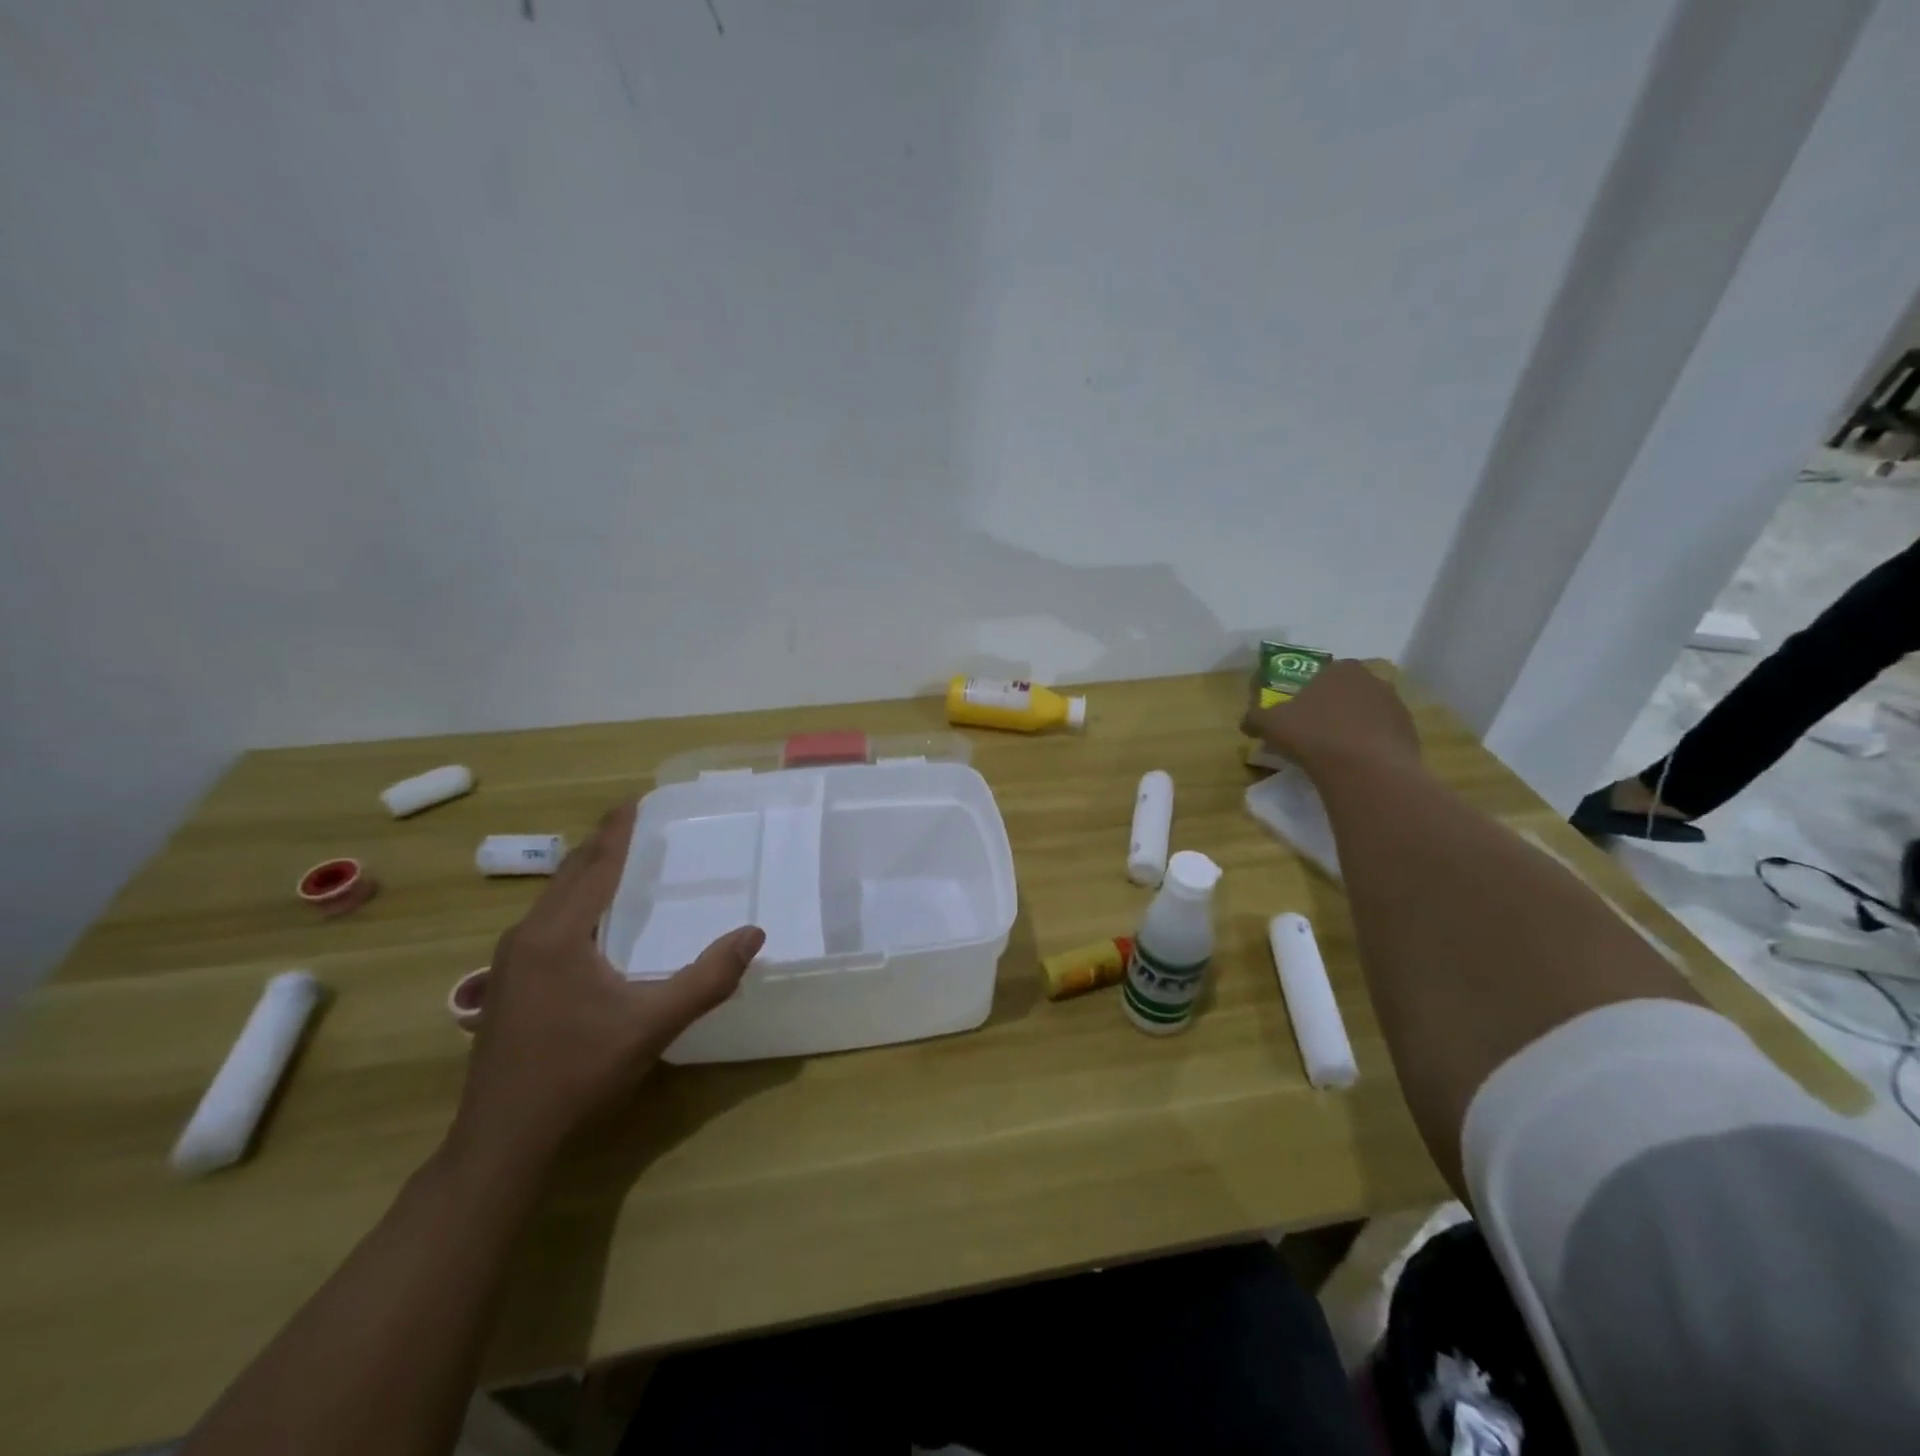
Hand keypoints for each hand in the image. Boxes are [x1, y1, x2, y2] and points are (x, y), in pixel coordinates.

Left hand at [447, 801, 764, 1168]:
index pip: (595, 867)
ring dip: (585, 875)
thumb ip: (707, 978)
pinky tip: (590, 921)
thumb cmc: (578, 1074)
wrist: (503, 1141)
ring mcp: (509, 963)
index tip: (634, 801)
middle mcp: (527, 937)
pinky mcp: (508, 985)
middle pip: (569, 876)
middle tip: (633, 824)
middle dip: (601, 846)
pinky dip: (573, 903)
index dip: (617, 832)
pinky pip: (545, 923)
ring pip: (552, 900)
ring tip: (617, 862)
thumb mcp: (652, 1025)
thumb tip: (753, 934)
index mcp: (558, 935)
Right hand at [1241, 658, 1421, 778]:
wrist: (1364, 770)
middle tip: (1314, 733)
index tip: (1298, 713)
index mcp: (1340, 669)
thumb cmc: (1312, 735)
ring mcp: (1396, 706)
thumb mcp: (1268, 724)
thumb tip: (1247, 722)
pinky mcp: (1410, 734)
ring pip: (1367, 714)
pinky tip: (1355, 764)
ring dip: (1353, 727)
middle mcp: (1372, 680)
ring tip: (1335, 752)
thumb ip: (1255, 717)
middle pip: (1347, 693)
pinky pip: (1383, 737)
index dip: (1308, 693)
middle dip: (1332, 709)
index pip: (1322, 675)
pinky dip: (1370, 747)